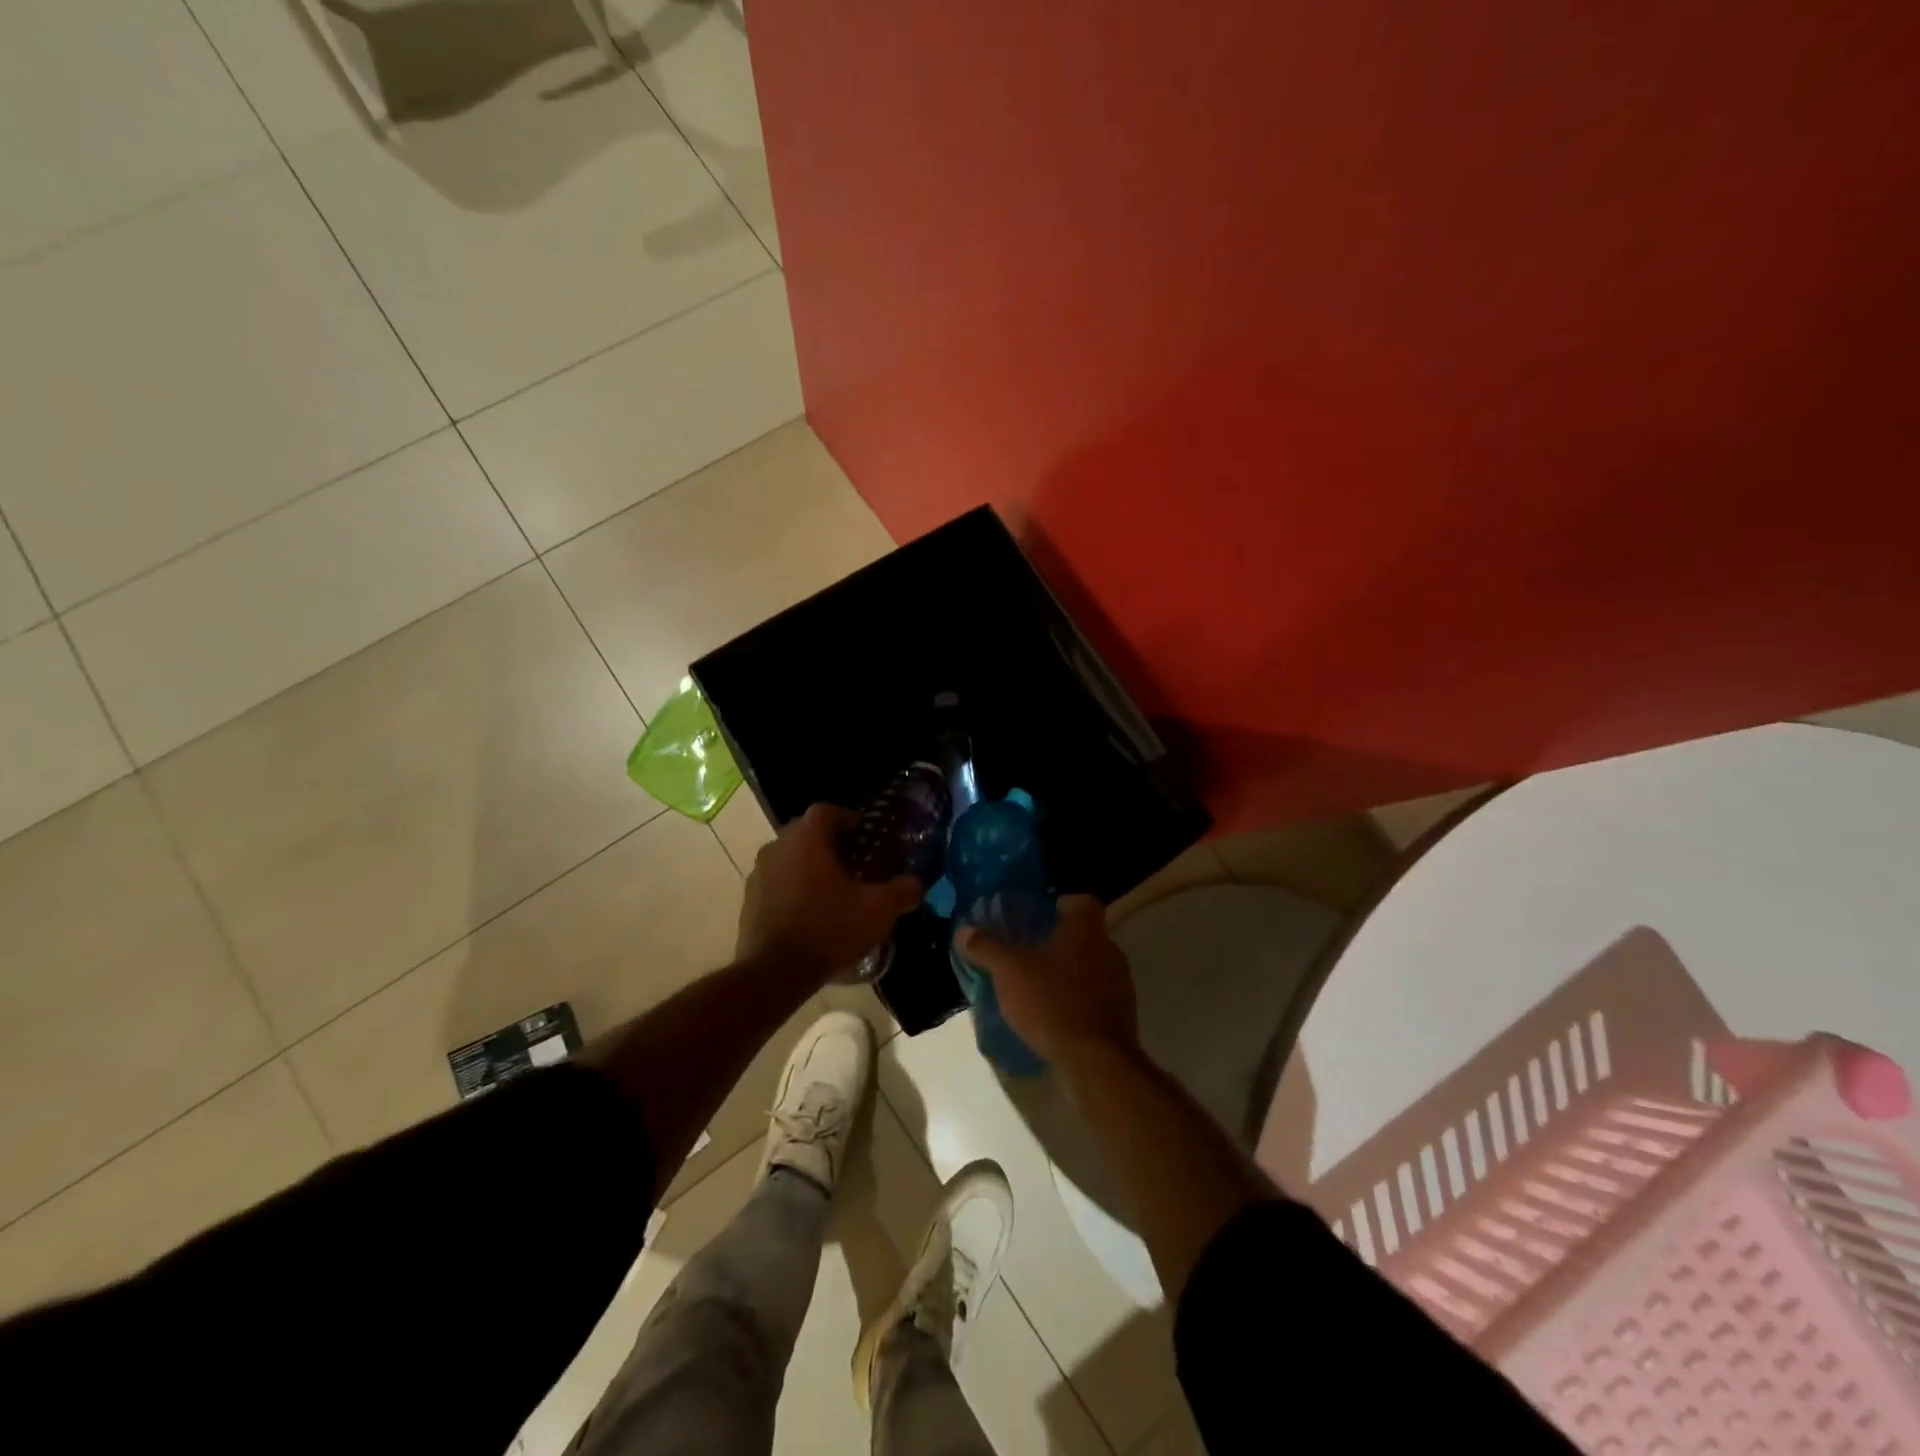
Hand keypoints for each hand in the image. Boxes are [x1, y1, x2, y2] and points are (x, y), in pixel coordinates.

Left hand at [738, 803, 921, 977]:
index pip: (826, 811)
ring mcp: (758, 874)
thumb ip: (901, 891)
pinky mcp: (748, 901)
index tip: (864, 835)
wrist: (775, 972)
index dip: (848, 819)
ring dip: (808, 866)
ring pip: (788, 857)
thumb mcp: (877, 911)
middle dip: (829, 843)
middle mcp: (777, 847)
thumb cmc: (828, 929)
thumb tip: (916, 883)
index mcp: (806, 839)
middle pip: (805, 832)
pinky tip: (809, 911)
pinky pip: (776, 883)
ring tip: (832, 889)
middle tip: (852, 862)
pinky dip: (792, 888)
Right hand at [955, 895, 1138, 1066]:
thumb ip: (987, 947)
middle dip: (1060, 942)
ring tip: (1040, 988)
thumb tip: (964, 930)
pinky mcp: (1122, 1015)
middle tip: (1031, 954)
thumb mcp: (1009, 972)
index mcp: (1086, 930)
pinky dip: (1079, 1000)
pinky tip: (1056, 1016)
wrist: (1097, 1061)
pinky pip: (1097, 997)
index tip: (1041, 917)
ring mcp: (1120, 984)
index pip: (1082, 902)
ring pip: (1092, 966)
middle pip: (1086, 935)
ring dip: (1070, 973)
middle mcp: (1109, 950)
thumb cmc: (1053, 1003)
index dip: (1062, 905)